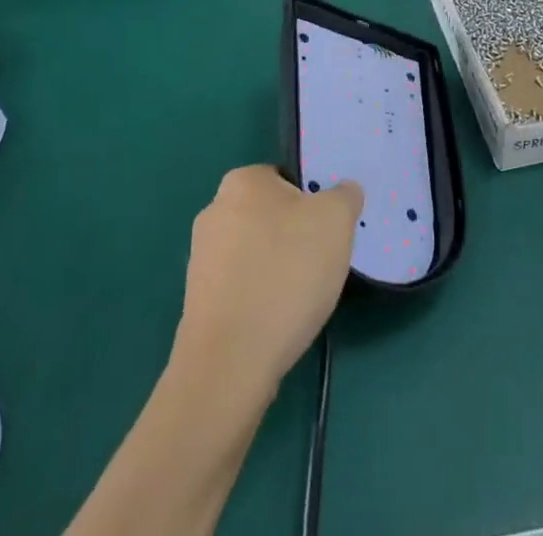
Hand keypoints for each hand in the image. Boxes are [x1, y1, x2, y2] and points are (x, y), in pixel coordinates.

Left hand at [171, 166, 362, 400]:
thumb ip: (345, 196)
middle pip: (271, 215)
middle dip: (295, 236)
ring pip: (256, 253)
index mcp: (242, 180)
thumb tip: (343, 192)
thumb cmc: (286, 274)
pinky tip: (277, 321)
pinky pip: (242, 289)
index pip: (286, 178)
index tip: (328, 229)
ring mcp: (201, 258)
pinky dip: (260, 300)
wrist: (231, 363)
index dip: (313, 201)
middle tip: (320, 261)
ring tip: (301, 298)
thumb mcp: (336, 220)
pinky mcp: (198, 302)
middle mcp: (214, 210)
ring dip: (278, 270)